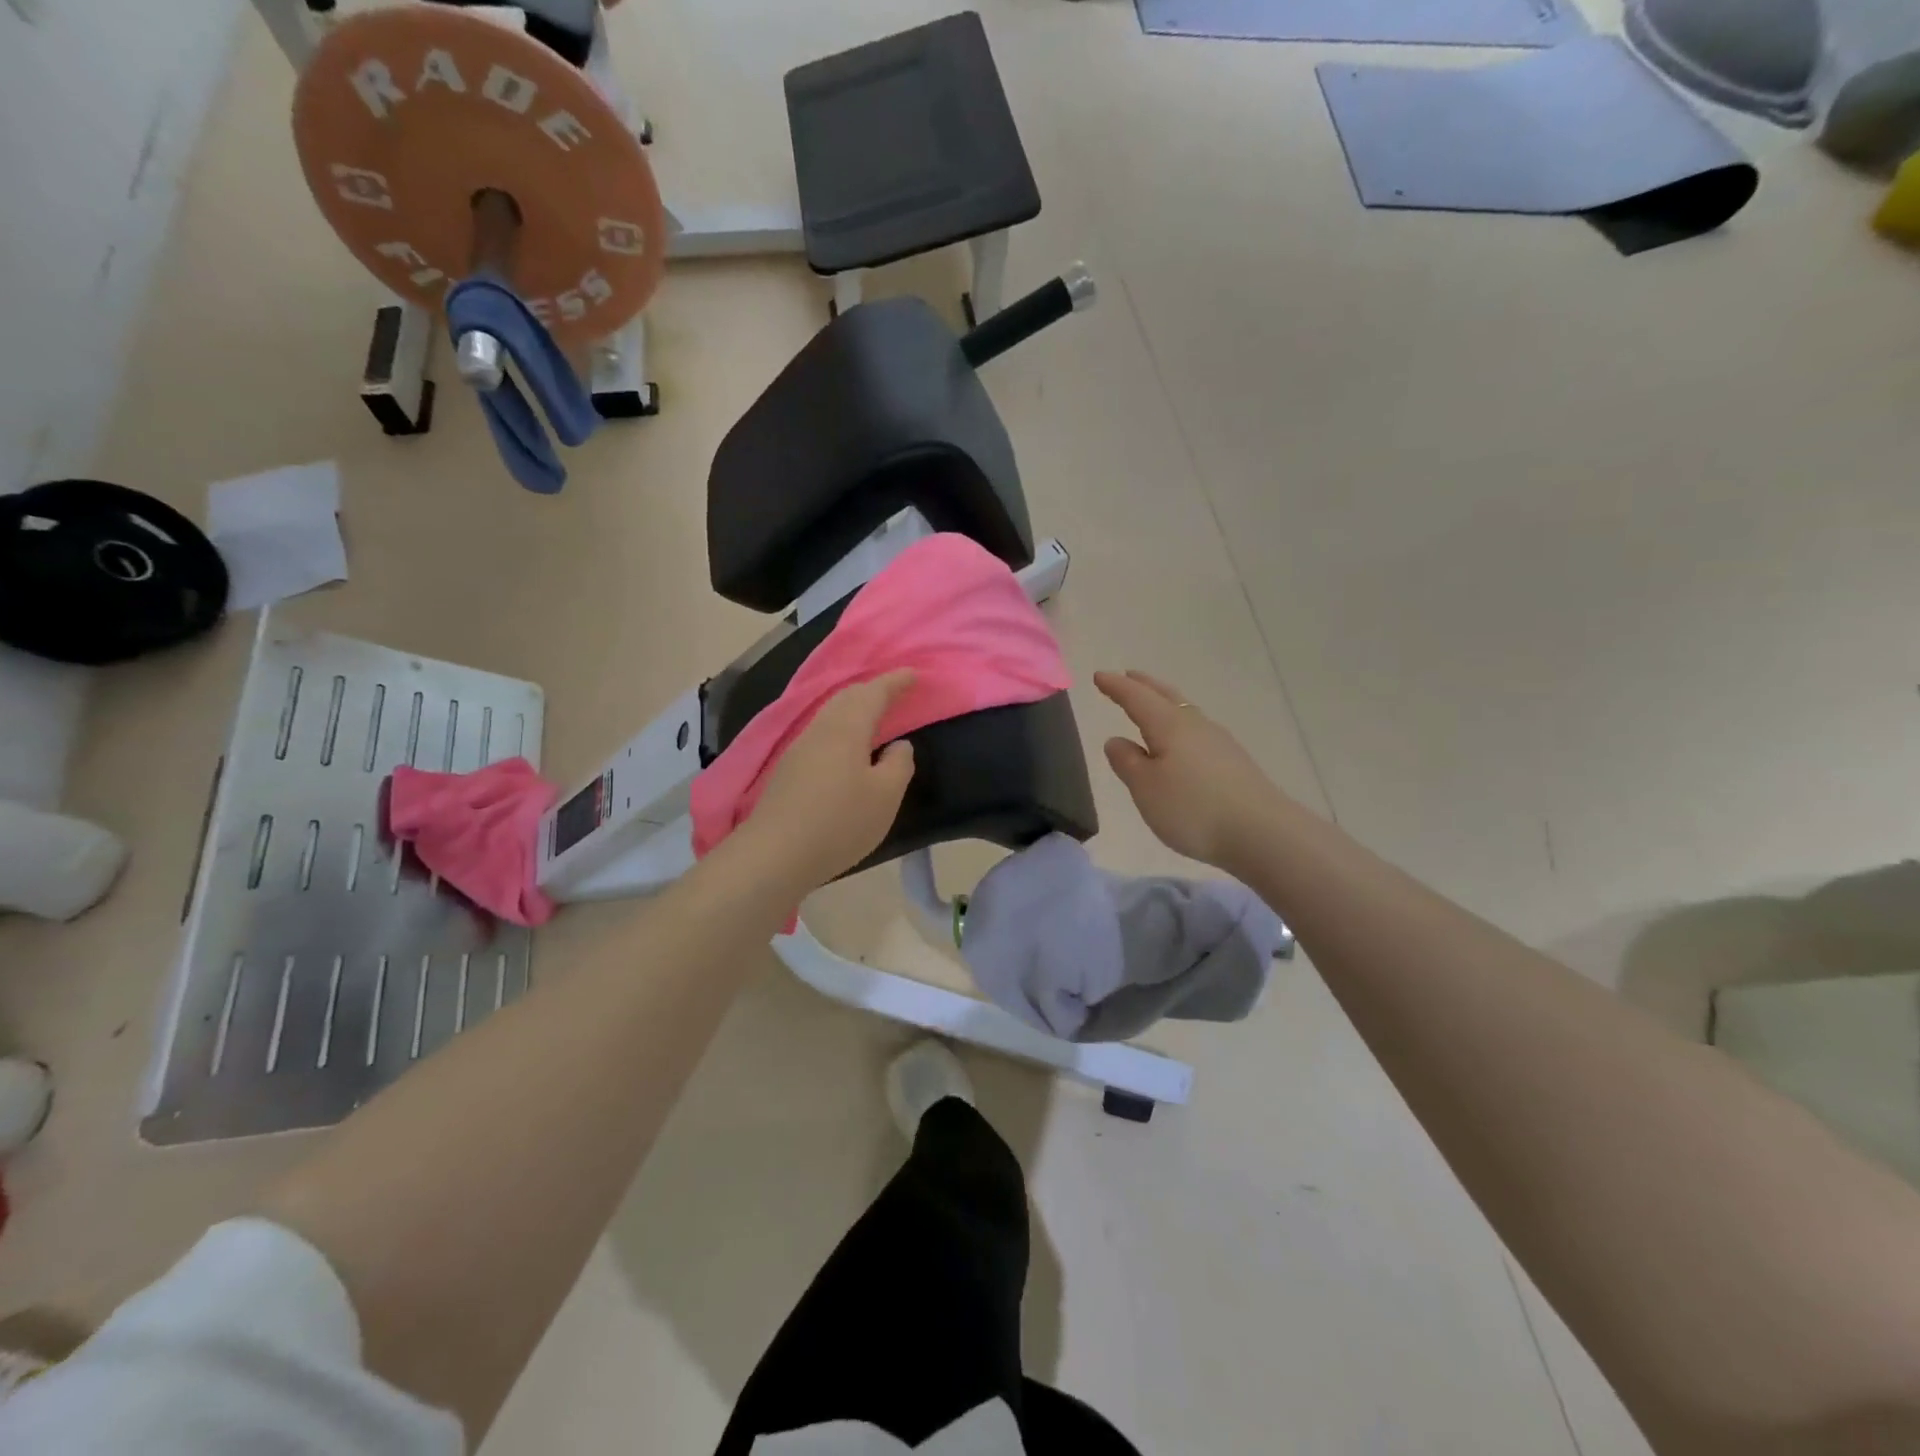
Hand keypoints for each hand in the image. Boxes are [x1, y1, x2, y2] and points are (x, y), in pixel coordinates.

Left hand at [735, 671, 916, 893]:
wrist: (775, 854)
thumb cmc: (840, 822)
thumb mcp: (885, 796)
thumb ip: (899, 764)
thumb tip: (899, 745)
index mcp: (847, 728)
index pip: (874, 693)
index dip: (895, 682)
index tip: (915, 675)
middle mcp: (820, 729)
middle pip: (847, 698)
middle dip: (873, 690)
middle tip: (895, 691)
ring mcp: (799, 749)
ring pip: (831, 716)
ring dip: (854, 709)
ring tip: (874, 717)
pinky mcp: (789, 771)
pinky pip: (821, 734)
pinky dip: (841, 729)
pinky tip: (847, 749)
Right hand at [1095, 670, 1284, 870]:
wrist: (1261, 832)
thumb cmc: (1193, 808)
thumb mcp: (1146, 788)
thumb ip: (1127, 762)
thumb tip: (1116, 740)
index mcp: (1169, 725)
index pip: (1136, 698)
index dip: (1117, 687)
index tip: (1099, 675)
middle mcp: (1195, 725)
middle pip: (1166, 696)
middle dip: (1145, 685)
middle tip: (1129, 676)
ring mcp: (1219, 742)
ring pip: (1185, 711)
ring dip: (1165, 702)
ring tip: (1153, 704)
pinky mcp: (1233, 762)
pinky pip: (1198, 731)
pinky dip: (1181, 725)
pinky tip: (1182, 741)